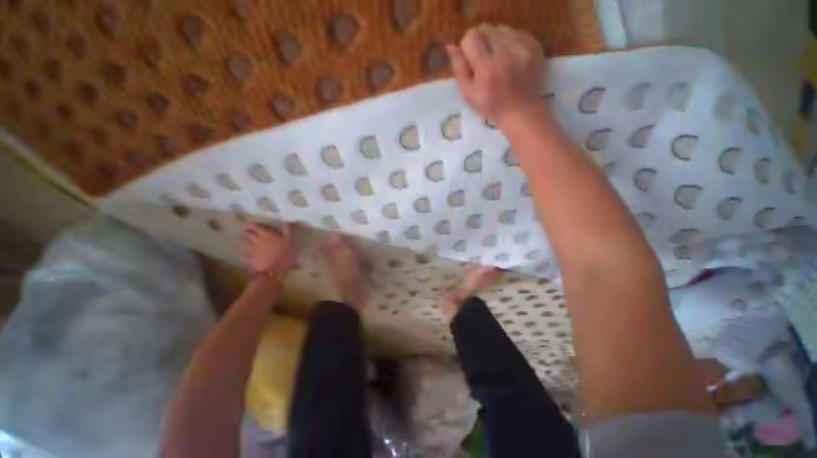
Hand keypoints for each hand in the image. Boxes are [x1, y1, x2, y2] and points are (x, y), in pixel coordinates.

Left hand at [242, 222, 297, 273]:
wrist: (275, 270)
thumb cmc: (284, 253)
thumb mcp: (290, 240)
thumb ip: (288, 230)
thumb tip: (287, 222)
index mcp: (265, 234)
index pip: (253, 226)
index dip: (250, 224)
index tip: (248, 224)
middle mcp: (256, 240)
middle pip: (247, 234)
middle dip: (247, 232)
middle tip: (250, 232)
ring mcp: (251, 249)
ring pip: (246, 242)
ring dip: (247, 241)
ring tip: (250, 242)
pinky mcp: (249, 258)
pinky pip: (246, 252)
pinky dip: (248, 251)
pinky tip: (251, 253)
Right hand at [447, 24, 544, 128]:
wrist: (520, 112)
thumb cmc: (490, 107)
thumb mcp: (468, 95)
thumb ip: (459, 69)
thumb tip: (451, 47)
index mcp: (486, 67)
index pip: (471, 37)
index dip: (468, 46)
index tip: (470, 58)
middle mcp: (505, 53)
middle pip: (486, 28)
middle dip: (481, 41)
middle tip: (483, 58)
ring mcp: (522, 48)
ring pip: (501, 29)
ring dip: (496, 40)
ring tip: (498, 59)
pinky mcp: (534, 47)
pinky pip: (517, 32)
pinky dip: (511, 42)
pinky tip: (511, 58)